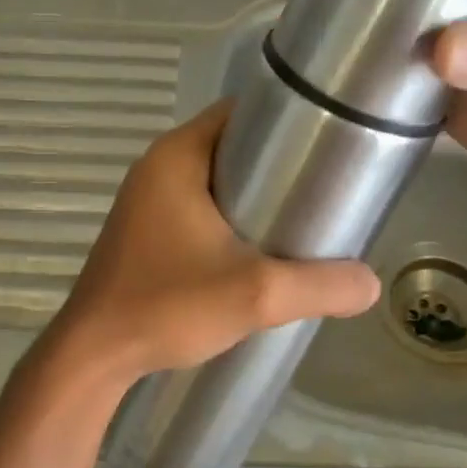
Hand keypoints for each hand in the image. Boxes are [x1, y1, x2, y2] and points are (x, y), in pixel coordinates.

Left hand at [49, 103, 380, 383]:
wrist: (95, 355)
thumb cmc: (167, 307)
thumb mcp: (255, 295)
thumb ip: (319, 286)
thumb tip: (371, 284)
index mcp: (176, 157)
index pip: (240, 112)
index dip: (288, 120)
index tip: (330, 142)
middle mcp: (156, 168)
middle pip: (231, 147)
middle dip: (278, 164)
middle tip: (325, 188)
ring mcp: (146, 202)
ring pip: (215, 181)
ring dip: (254, 195)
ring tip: (302, 220)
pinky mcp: (145, 233)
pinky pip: (197, 208)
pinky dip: (229, 218)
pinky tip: (258, 250)